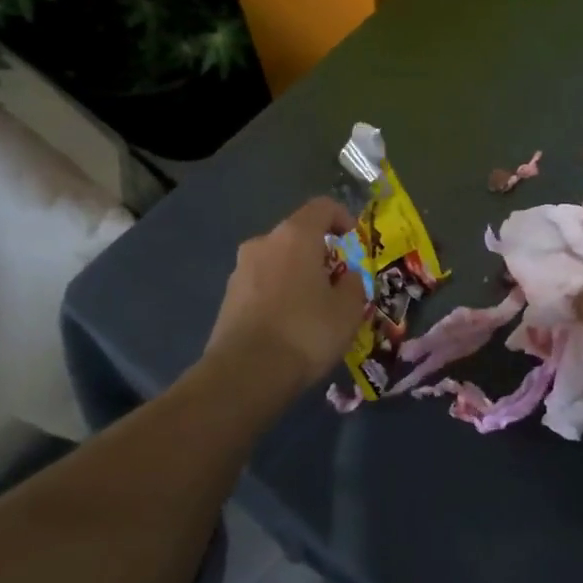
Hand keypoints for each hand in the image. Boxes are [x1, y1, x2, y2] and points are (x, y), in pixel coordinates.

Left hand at [204, 197, 366, 391]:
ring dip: (297, 275)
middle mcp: (263, 243)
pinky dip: (279, 294)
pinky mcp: (227, 298)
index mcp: (295, 235)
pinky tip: (289, 325)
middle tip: (337, 282)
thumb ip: (352, 284)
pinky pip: (262, 285)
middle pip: (298, 235)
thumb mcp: (348, 309)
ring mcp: (240, 270)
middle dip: (320, 253)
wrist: (244, 375)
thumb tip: (345, 277)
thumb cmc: (306, 331)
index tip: (354, 241)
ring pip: (278, 261)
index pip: (322, 207)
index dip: (343, 218)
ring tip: (314, 307)